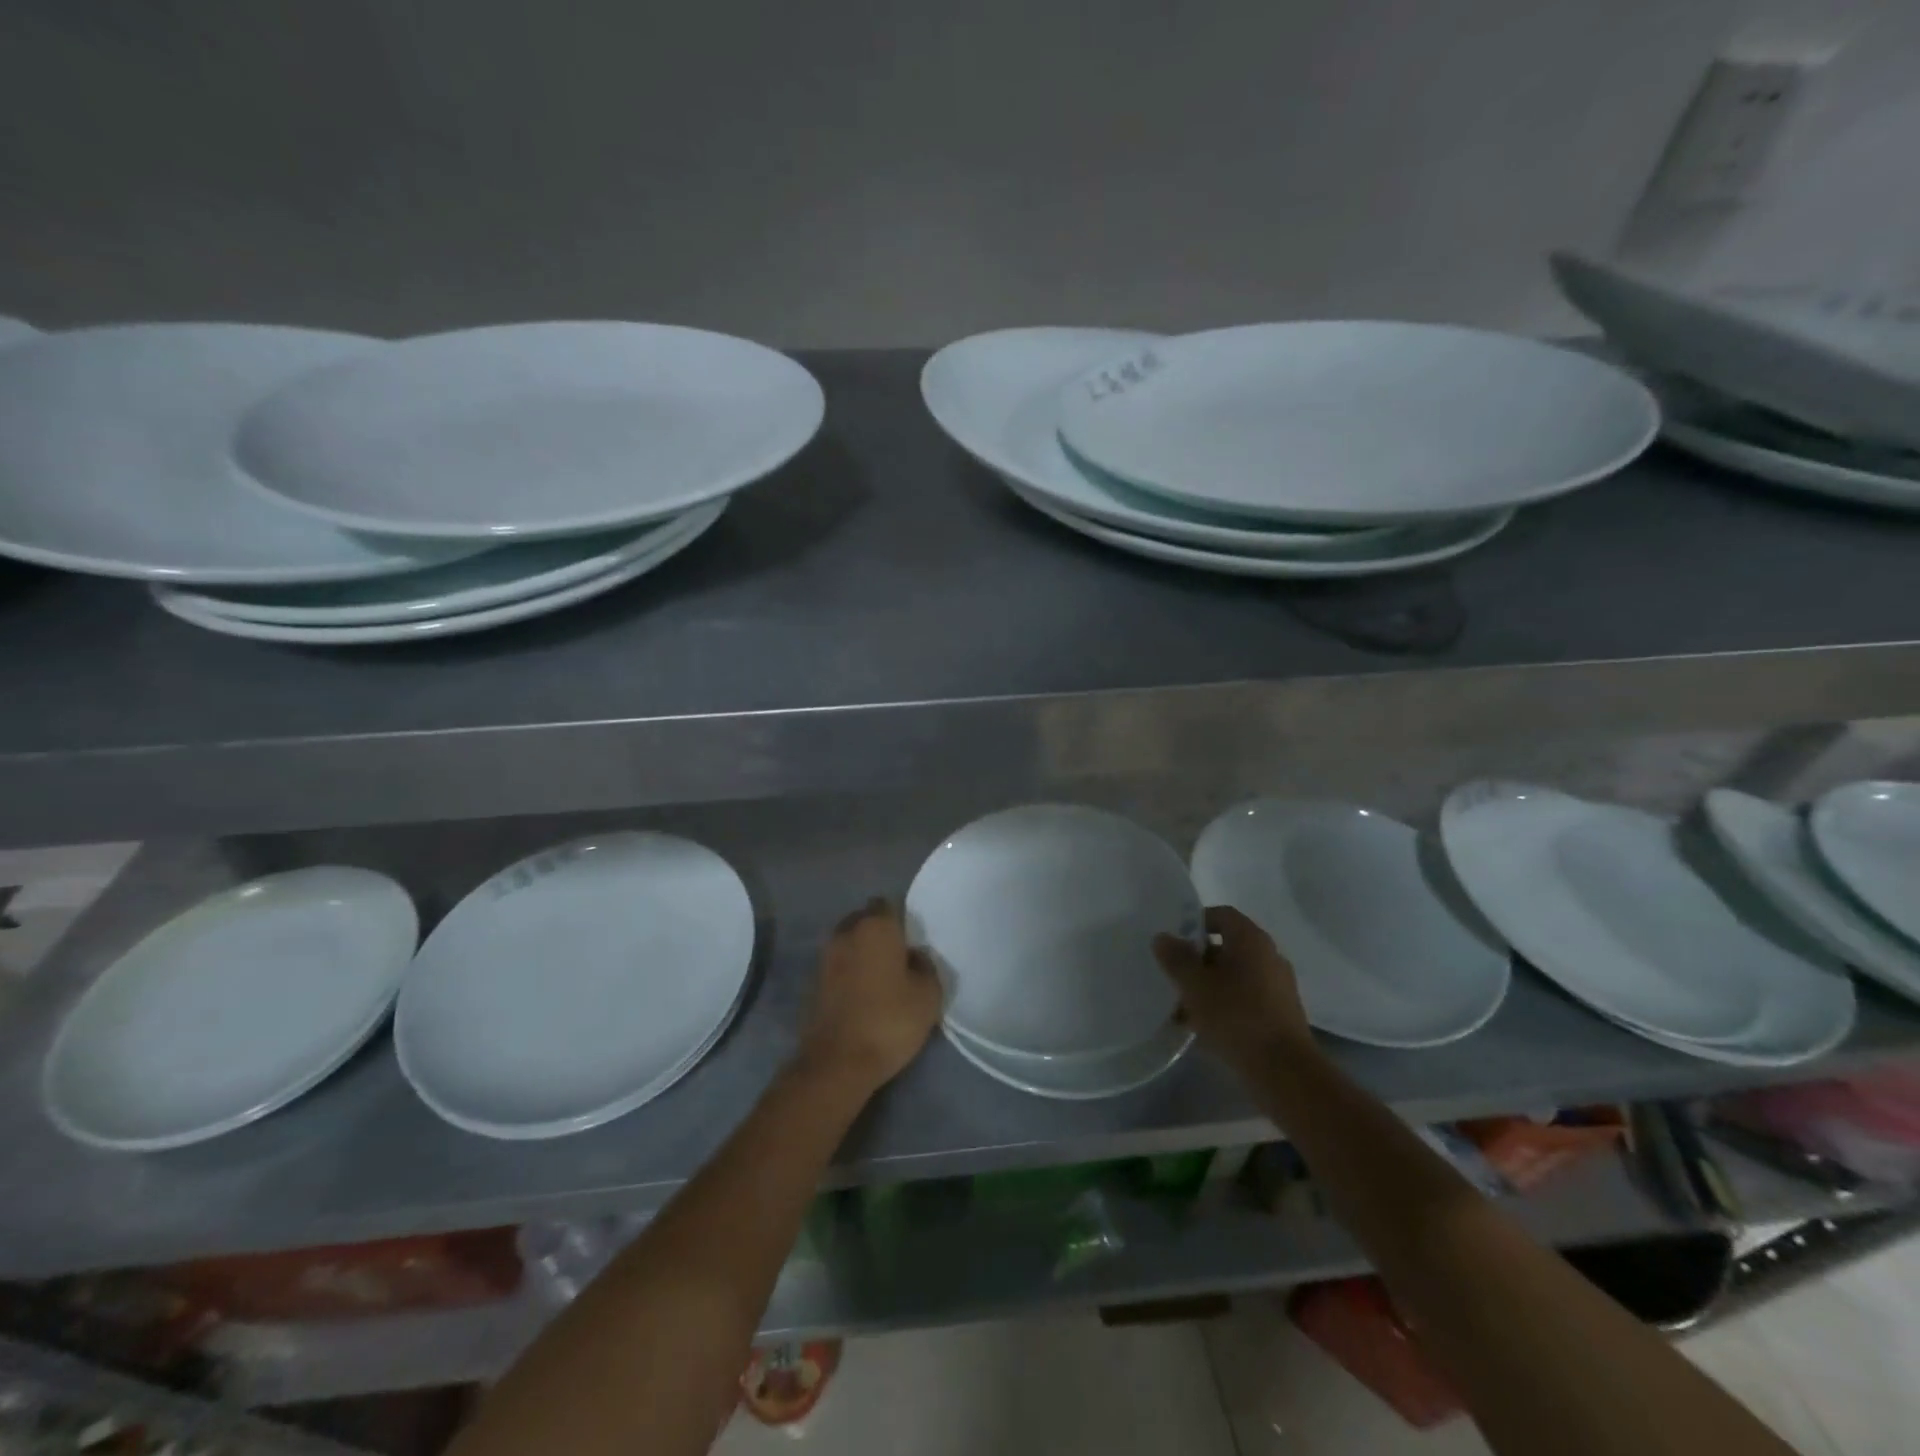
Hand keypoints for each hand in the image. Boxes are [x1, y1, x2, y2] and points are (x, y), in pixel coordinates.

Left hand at [798, 898, 941, 1093]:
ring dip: (862, 953)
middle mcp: (846, 932)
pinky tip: (863, 994)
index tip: (912, 940)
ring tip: (881, 978)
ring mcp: (825, 957)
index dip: (900, 919)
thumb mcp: (928, 995)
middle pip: (864, 920)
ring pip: (848, 942)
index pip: (887, 904)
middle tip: (898, 958)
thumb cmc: (890, 1021)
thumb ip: (926, 966)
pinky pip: (837, 966)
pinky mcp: (812, 982)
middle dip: (879, 933)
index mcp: (875, 926)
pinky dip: (848, 973)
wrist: (838, 1062)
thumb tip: (914, 956)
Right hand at [1153, 906, 1313, 1073]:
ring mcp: (1277, 986)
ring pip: (1234, 976)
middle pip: (1227, 947)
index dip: (1195, 922)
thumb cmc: (1235, 1016)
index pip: (1221, 915)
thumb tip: (1163, 937)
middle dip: (1197, 960)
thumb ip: (1176, 958)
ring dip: (1208, 986)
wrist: (1283, 1071)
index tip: (1174, 940)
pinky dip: (1224, 1005)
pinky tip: (1202, 1027)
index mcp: (1251, 940)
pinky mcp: (1280, 1014)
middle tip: (1173, 975)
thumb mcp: (1195, 985)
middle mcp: (1269, 956)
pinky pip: (1245, 998)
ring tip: (1181, 1007)